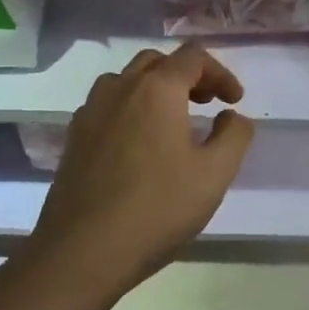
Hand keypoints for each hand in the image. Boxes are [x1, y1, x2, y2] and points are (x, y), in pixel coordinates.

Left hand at [32, 44, 255, 289]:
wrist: (82, 251)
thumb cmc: (157, 209)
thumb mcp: (214, 175)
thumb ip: (234, 136)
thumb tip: (232, 116)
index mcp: (157, 90)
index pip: (193, 58)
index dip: (220, 73)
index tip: (234, 100)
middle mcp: (120, 89)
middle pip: (157, 62)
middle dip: (187, 75)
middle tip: (206, 103)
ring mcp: (91, 112)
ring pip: (126, 80)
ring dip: (154, 88)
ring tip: (172, 120)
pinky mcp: (74, 138)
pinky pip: (106, 105)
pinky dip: (129, 108)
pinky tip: (138, 144)